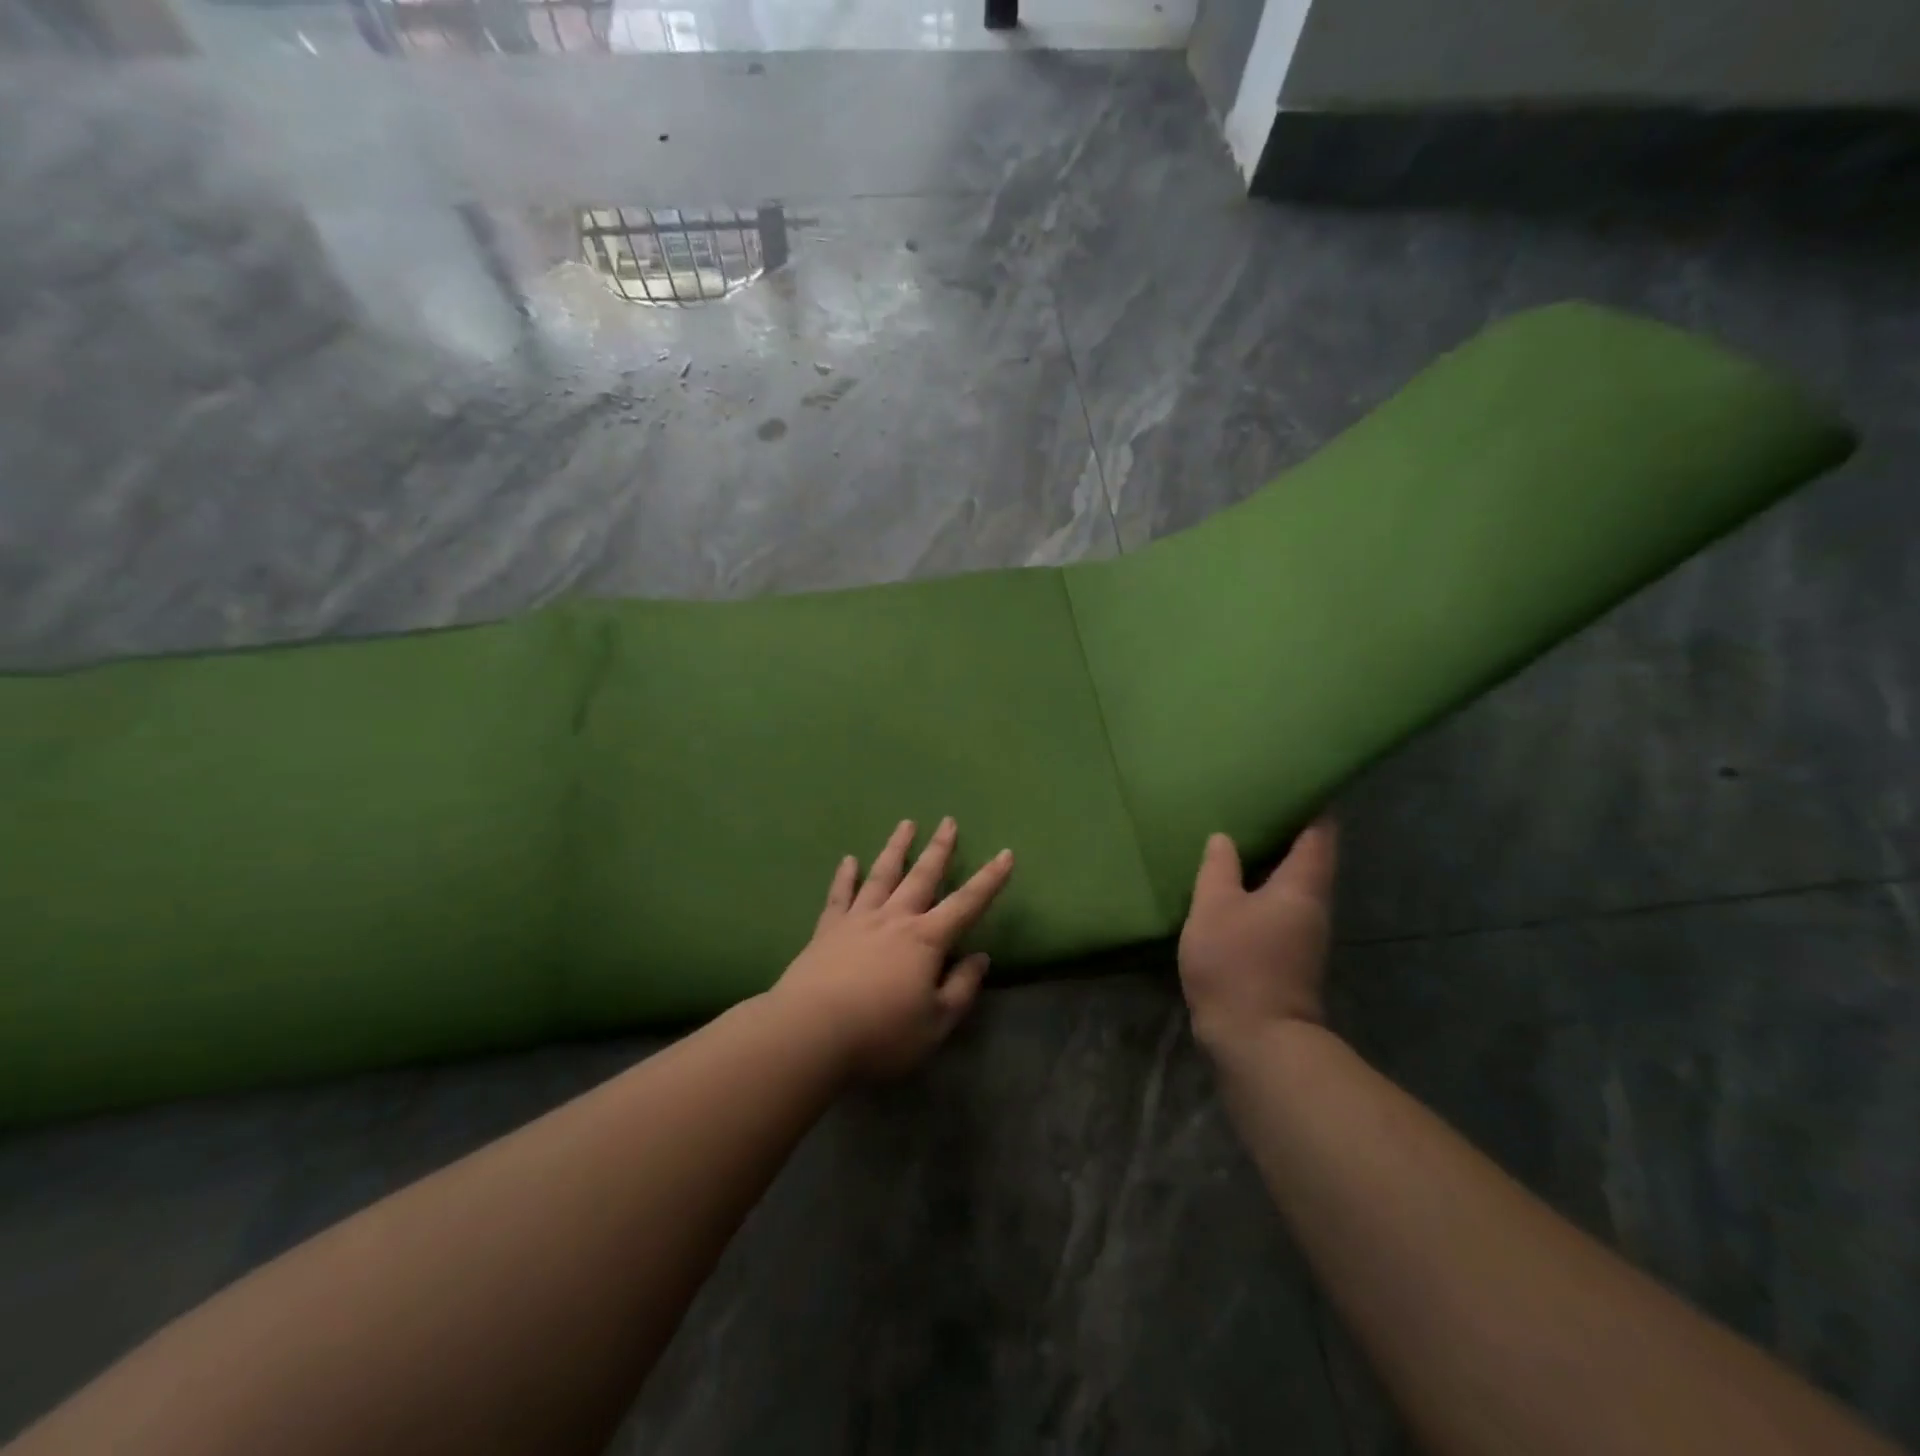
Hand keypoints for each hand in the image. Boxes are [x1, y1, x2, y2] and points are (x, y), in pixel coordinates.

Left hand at [771, 818, 1013, 1078]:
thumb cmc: (881, 1034)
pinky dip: (845, 876)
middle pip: (922, 876)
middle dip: (939, 849)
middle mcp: (894, 919)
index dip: (990, 880)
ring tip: (906, 824)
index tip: (1006, 854)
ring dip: (896, 848)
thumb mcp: (936, 1024)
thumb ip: (961, 988)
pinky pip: (839, 895)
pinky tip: (848, 860)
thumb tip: (981, 957)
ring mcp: (858, 920)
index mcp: (926, 940)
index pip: (967, 904)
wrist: (811, 1033)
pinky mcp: (827, 930)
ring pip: (882, 875)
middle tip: (948, 821)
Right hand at [1178, 818, 1337, 1054]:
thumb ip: (1218, 869)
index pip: (1319, 834)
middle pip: (1310, 859)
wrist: (1257, 1040)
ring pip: (1292, 885)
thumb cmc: (1237, 963)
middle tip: (1256, 804)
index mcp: (1302, 886)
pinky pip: (1279, 907)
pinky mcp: (1289, 957)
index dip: (1314, 806)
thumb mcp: (1215, 907)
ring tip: (1240, 838)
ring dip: (1272, 863)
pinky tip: (1234, 886)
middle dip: (1288, 832)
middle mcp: (1313, 907)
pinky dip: (1261, 889)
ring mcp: (1304, 935)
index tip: (1298, 783)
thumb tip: (1223, 838)